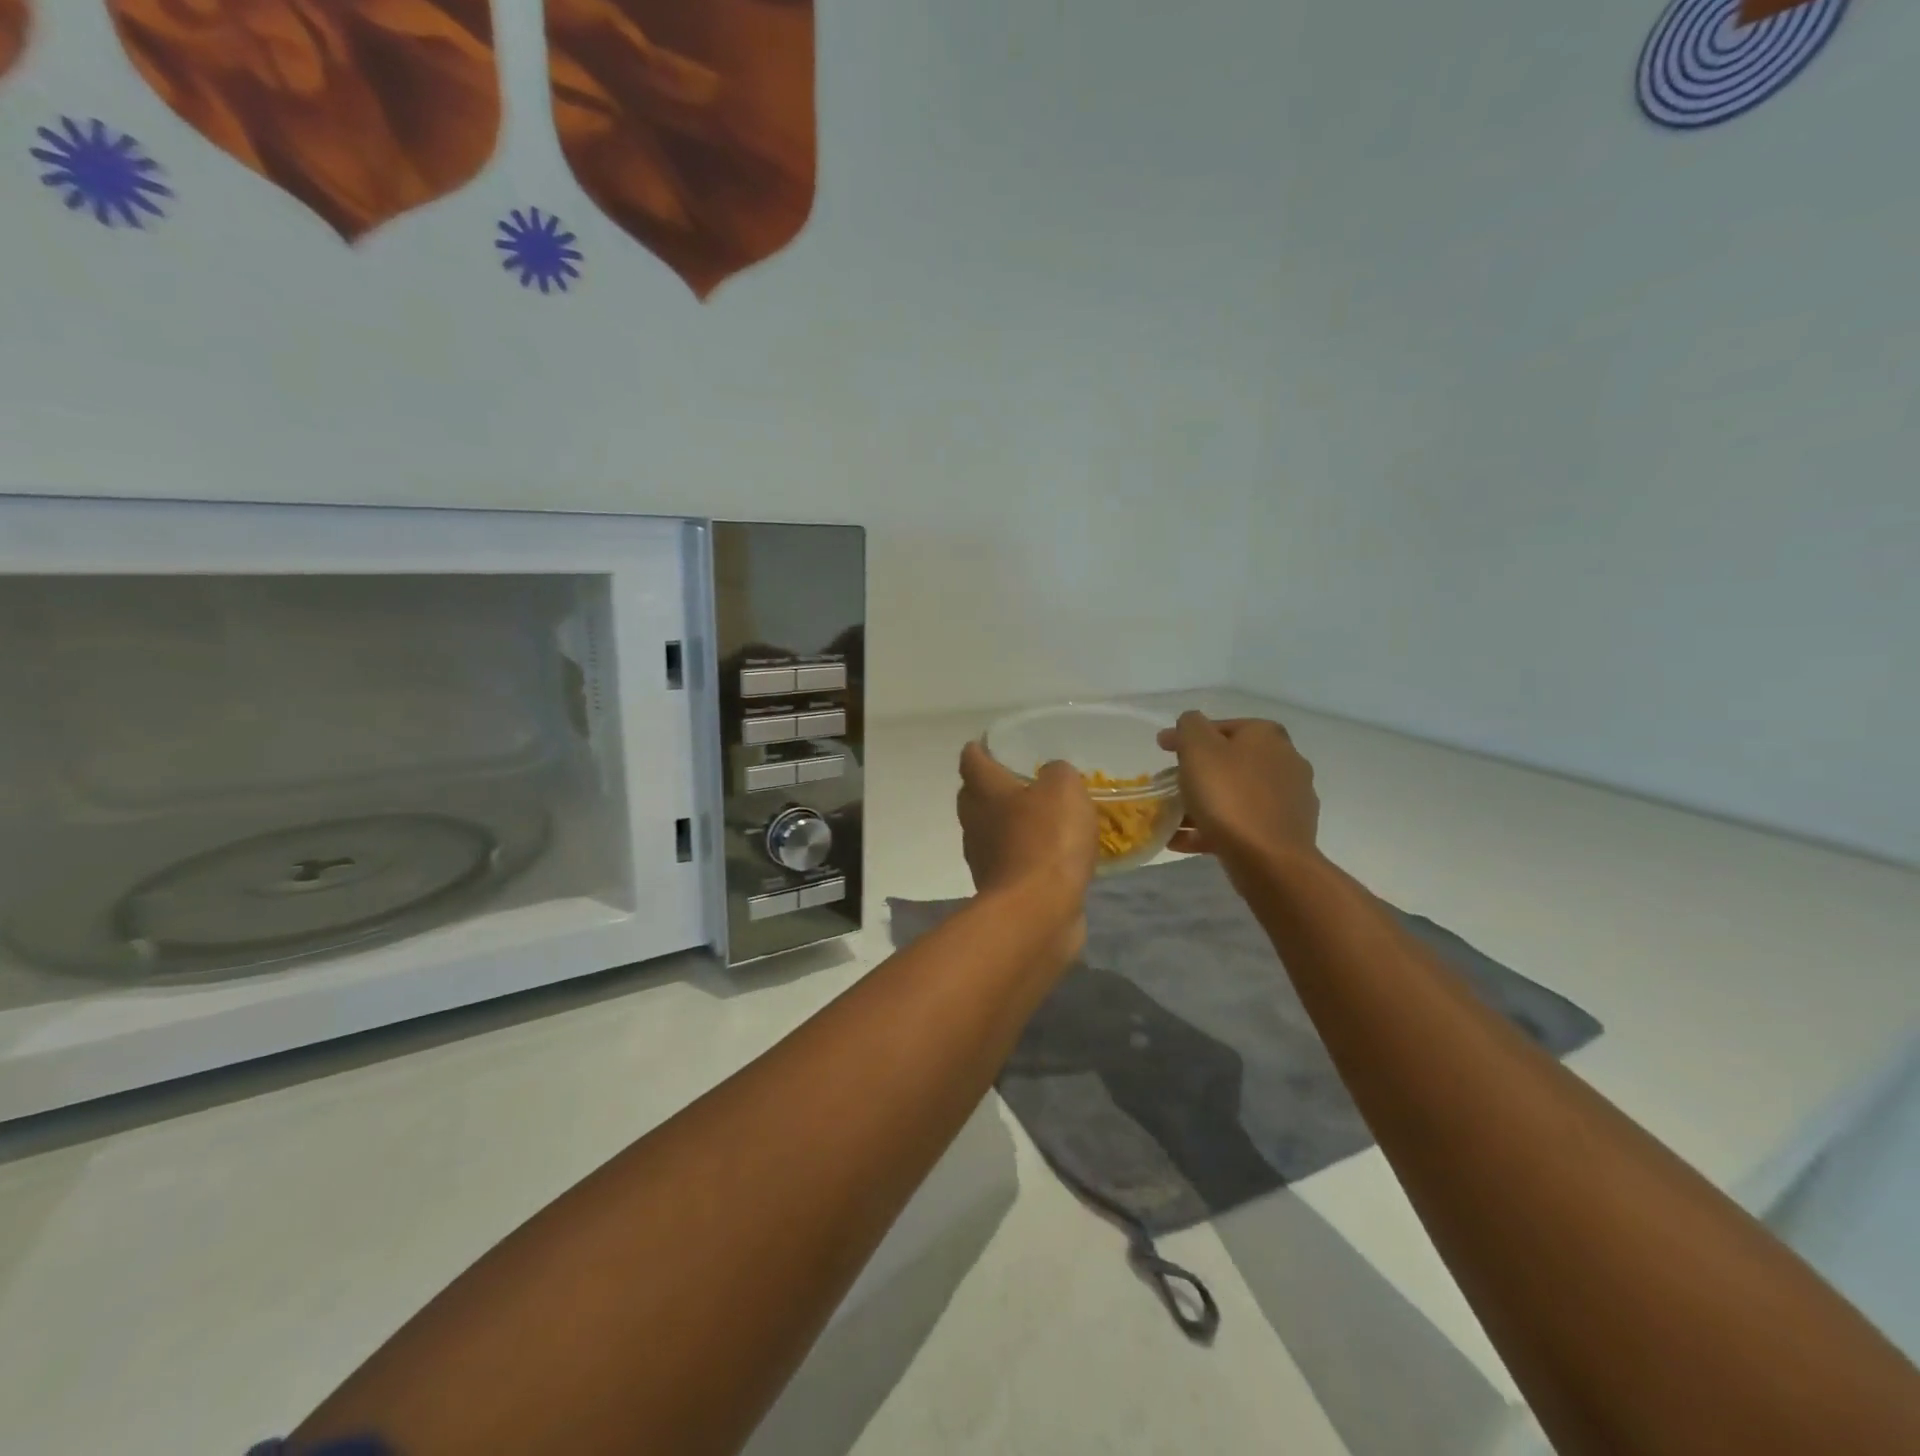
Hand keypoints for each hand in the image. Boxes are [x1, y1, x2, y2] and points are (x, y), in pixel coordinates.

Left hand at [956, 742, 1096, 945]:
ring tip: (1036, 816)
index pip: (972, 761)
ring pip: (989, 831)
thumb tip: (1051, 774)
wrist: (1037, 912)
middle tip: (1013, 778)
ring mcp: (984, 859)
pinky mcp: (1000, 889)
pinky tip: (1048, 855)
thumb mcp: (1064, 790)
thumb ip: (1058, 773)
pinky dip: (1022, 854)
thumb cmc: (1046, 841)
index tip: (983, 743)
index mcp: (985, 792)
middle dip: (988, 787)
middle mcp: (976, 823)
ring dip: (1006, 823)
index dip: (977, 750)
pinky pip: (1009, 861)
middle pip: (974, 797)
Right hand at [1157, 713, 1320, 875]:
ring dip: (1203, 803)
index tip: (1161, 750)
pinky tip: (1185, 841)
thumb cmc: (1229, 797)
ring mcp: (1289, 799)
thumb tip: (1191, 723)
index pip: (1220, 727)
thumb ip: (1190, 726)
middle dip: (1196, 773)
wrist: (1270, 860)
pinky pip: (1241, 823)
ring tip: (1171, 819)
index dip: (1187, 737)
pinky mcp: (1286, 832)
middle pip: (1229, 762)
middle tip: (1167, 786)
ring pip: (1234, 795)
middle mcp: (1285, 761)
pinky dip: (1213, 828)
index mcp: (1266, 736)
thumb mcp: (1198, 749)